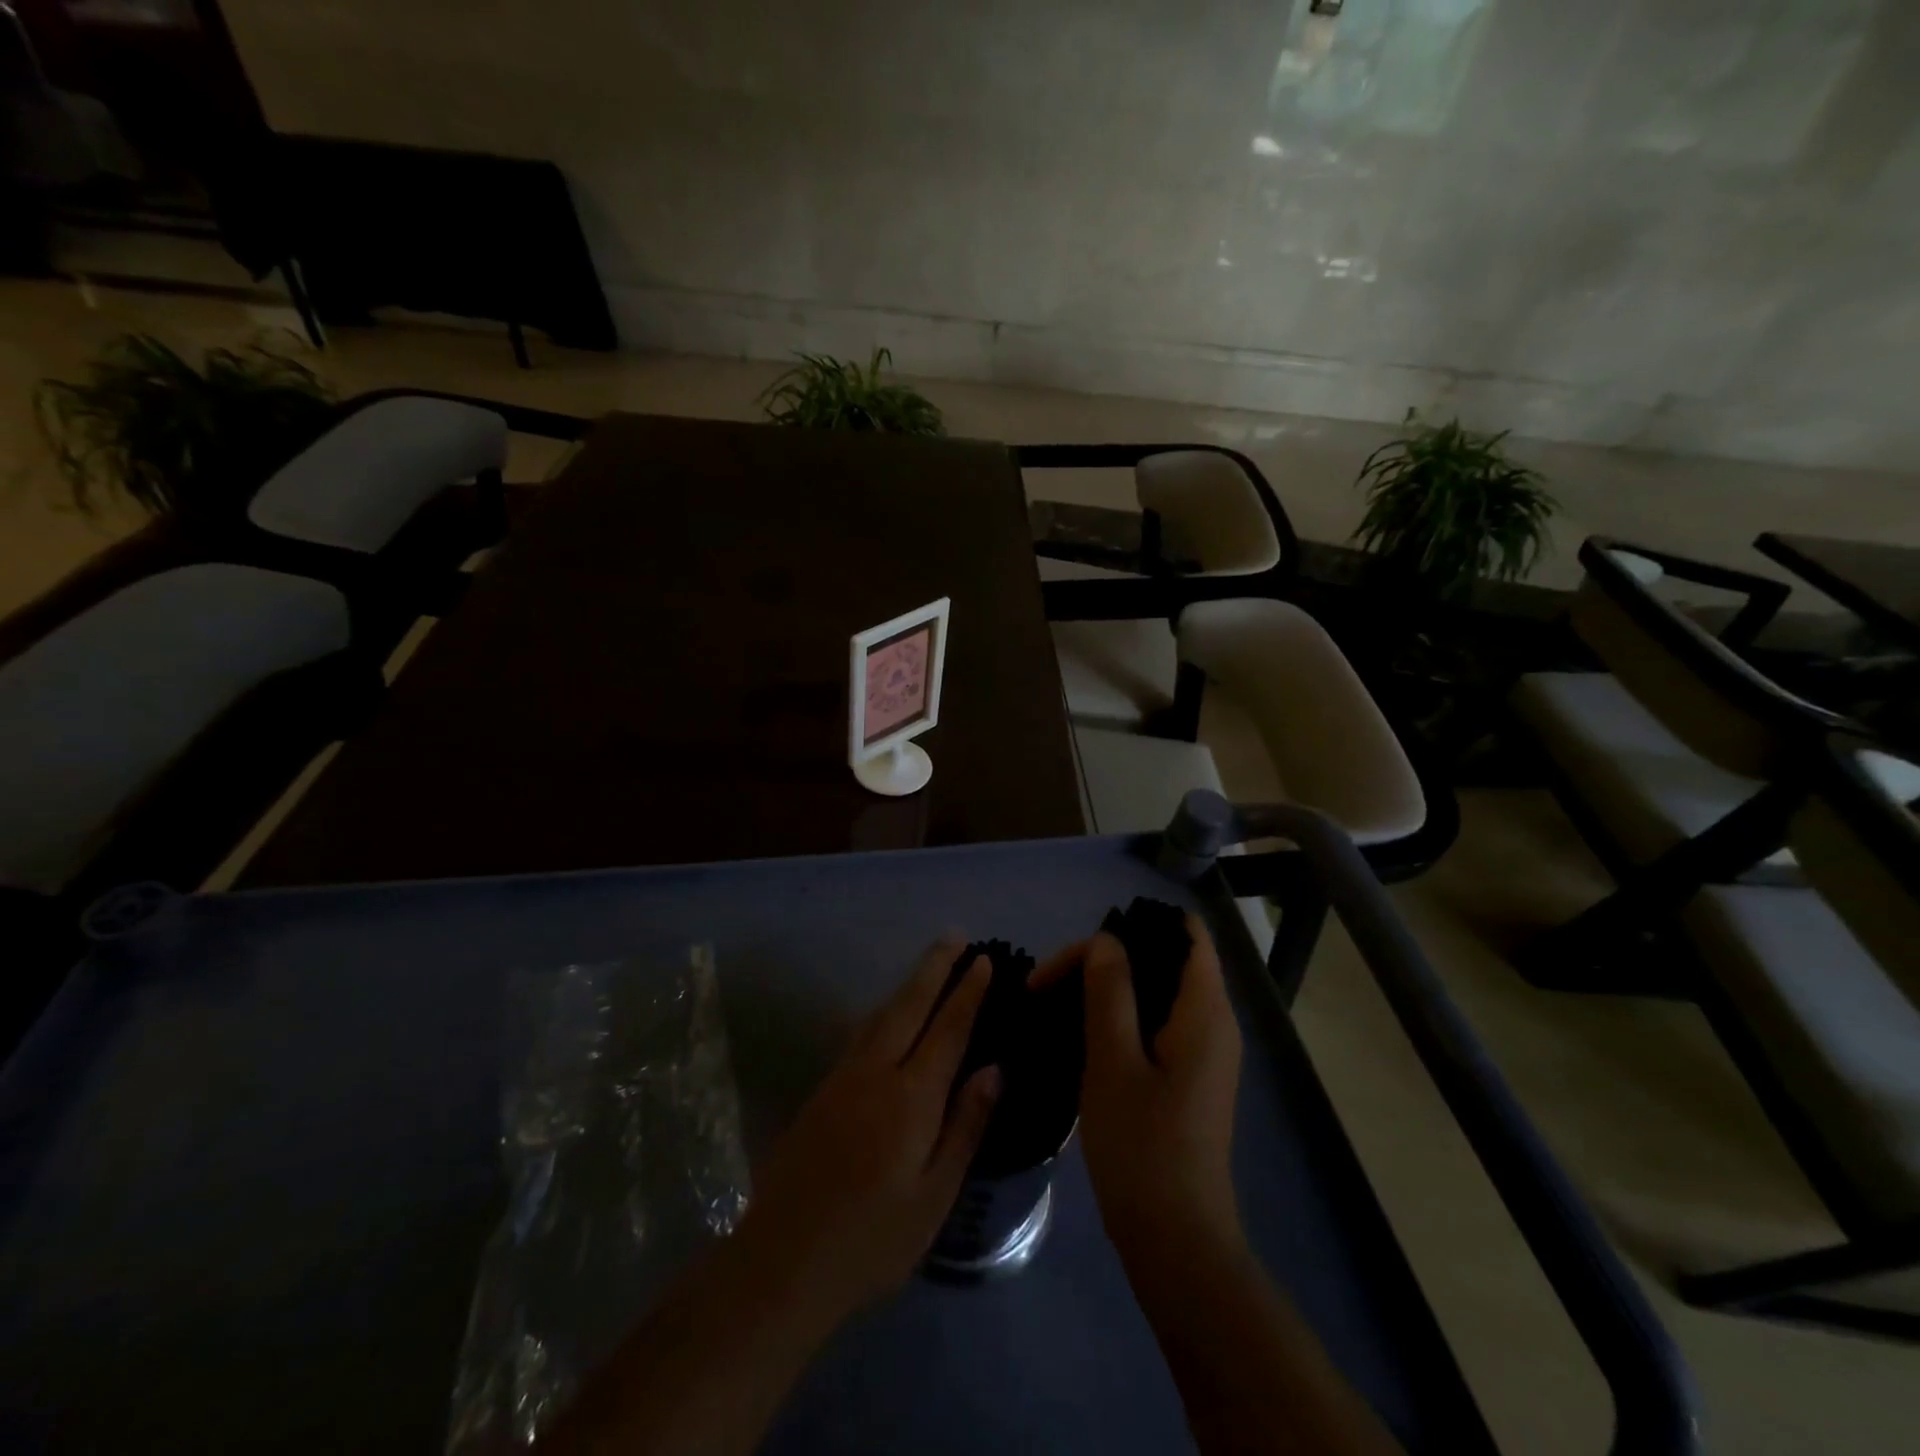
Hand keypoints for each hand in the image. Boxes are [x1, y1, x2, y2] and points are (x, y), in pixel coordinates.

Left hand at [736, 939, 1000, 1325]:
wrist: (782, 1260)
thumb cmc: (871, 1239)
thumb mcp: (933, 1196)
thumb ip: (964, 1126)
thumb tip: (994, 1069)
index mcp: (911, 1097)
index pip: (947, 1029)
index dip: (967, 992)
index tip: (983, 960)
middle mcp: (876, 1072)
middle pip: (910, 1005)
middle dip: (935, 967)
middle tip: (955, 935)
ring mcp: (843, 1077)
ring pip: (882, 1014)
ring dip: (909, 983)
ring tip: (929, 962)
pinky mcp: (822, 1089)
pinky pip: (862, 1033)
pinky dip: (884, 1010)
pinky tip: (888, 1012)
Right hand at [1035, 919, 1242, 1257]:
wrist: (1175, 1242)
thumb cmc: (1143, 1147)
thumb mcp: (1114, 1061)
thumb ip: (1110, 991)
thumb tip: (1104, 940)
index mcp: (1206, 1011)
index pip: (1186, 934)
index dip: (1138, 925)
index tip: (1086, 946)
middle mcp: (1213, 1022)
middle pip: (1165, 959)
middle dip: (1109, 957)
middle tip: (1053, 979)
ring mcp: (1202, 1051)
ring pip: (1156, 992)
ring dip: (1108, 988)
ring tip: (1057, 1000)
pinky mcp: (1187, 1076)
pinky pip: (1154, 1023)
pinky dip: (1118, 1016)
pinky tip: (1079, 1033)